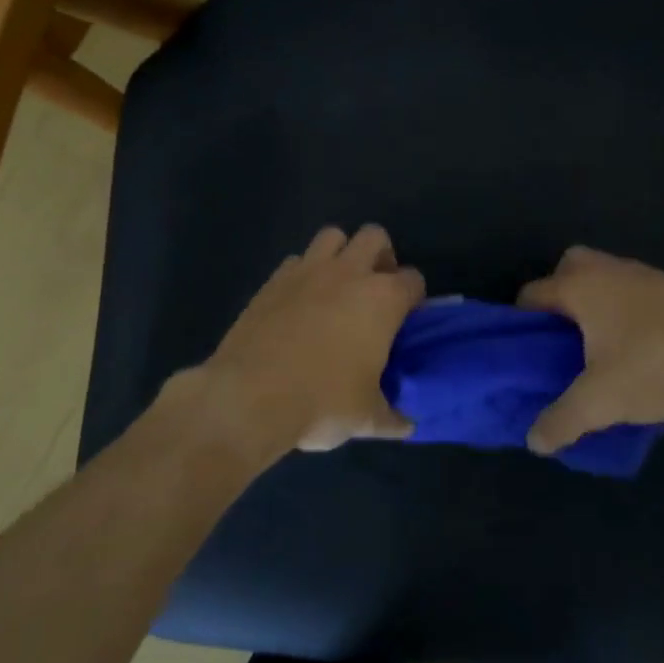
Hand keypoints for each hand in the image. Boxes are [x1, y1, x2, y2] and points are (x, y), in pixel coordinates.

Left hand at [192, 225, 424, 455]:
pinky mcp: (273, 280)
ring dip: (341, 253)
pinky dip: (303, 273)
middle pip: (375, 236)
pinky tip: (299, 302)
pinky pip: (296, 260)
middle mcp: (348, 273)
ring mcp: (307, 271)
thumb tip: (407, 426)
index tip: (405, 319)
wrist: (250, 397)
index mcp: (382, 299)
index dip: (413, 297)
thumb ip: (392, 417)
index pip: (413, 280)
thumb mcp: (366, 419)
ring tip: (337, 287)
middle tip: (374, 290)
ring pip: (332, 236)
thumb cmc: (322, 403)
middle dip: (380, 256)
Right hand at [517, 246, 663, 454]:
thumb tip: (534, 441)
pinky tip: (639, 352)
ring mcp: (642, 274)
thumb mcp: (602, 400)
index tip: (525, 357)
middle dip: (559, 302)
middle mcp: (604, 270)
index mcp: (578, 286)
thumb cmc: (657, 360)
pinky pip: (632, 294)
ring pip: (602, 282)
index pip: (530, 294)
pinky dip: (625, 314)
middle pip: (566, 272)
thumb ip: (563, 420)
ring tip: (600, 354)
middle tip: (562, 343)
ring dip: (595, 309)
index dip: (520, 325)